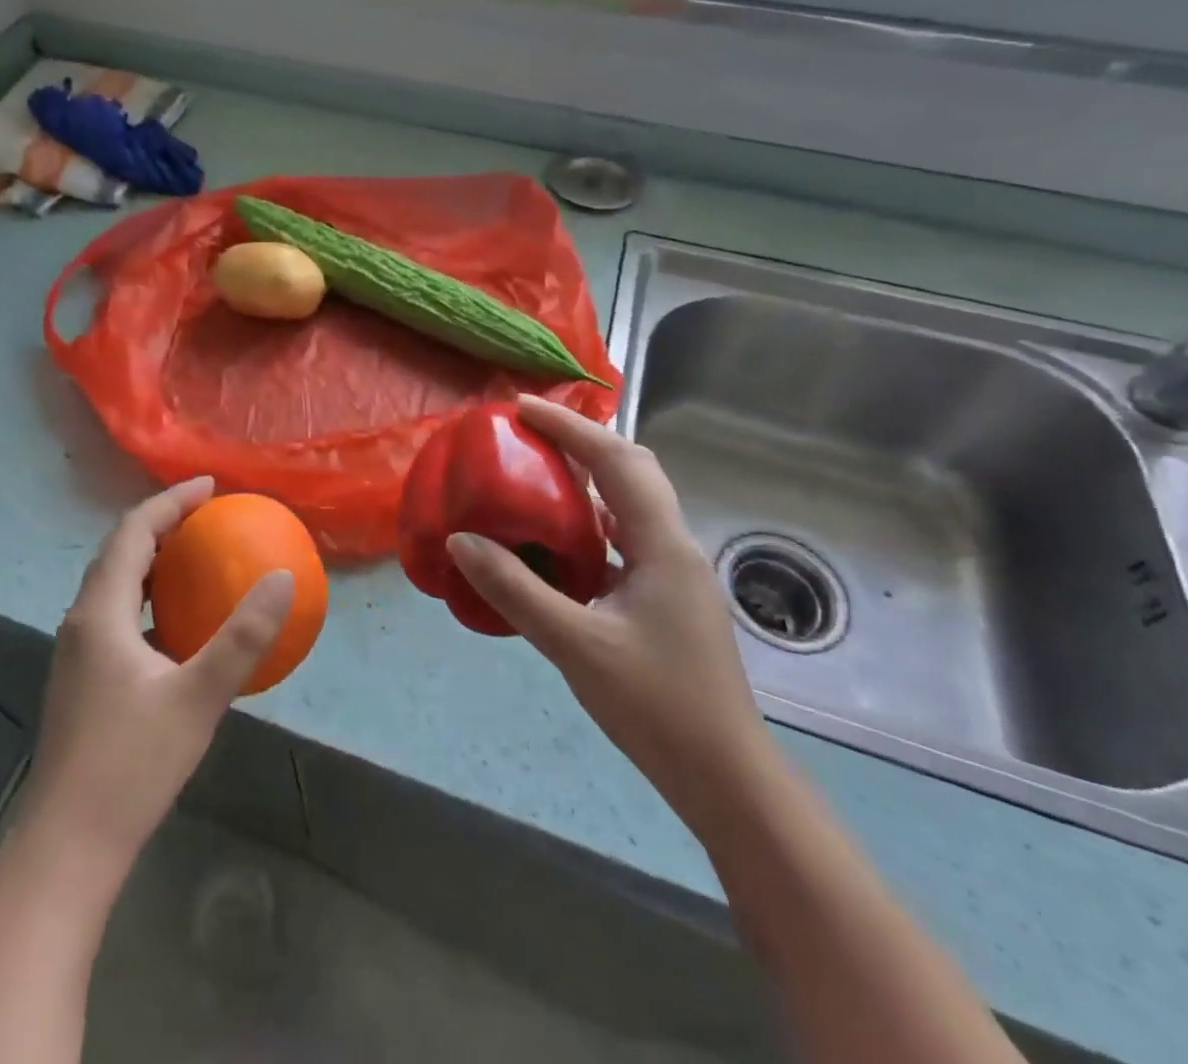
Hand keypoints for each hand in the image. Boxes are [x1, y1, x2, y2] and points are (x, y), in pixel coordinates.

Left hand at [23, 477, 293, 871]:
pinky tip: (180, 626)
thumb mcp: (198, 697)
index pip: (133, 532)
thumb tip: (283, 579)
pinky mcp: (83, 681)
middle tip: (209, 515)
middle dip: (162, 524)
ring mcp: (77, 654)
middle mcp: (81, 622)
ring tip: (197, 557)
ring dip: (154, 561)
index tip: (210, 487)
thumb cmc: (131, 765)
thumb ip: (243, 636)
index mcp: (100, 613)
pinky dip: (150, 600)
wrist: (68, 848)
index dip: (170, 501)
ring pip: (115, 586)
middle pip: (120, 552)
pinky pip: (119, 617)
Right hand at [445, 395, 773, 831]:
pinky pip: (624, 539)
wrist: (725, 778)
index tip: (522, 408)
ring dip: (587, 479)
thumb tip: (462, 540)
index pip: (617, 462)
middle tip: (530, 433)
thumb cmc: (656, 707)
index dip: (570, 427)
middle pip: (633, 470)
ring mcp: (673, 574)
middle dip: (582, 441)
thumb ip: (516, 589)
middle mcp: (673, 547)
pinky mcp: (665, 598)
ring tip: (536, 473)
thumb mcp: (575, 645)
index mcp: (662, 545)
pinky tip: (557, 541)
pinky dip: (589, 522)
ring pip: (630, 505)